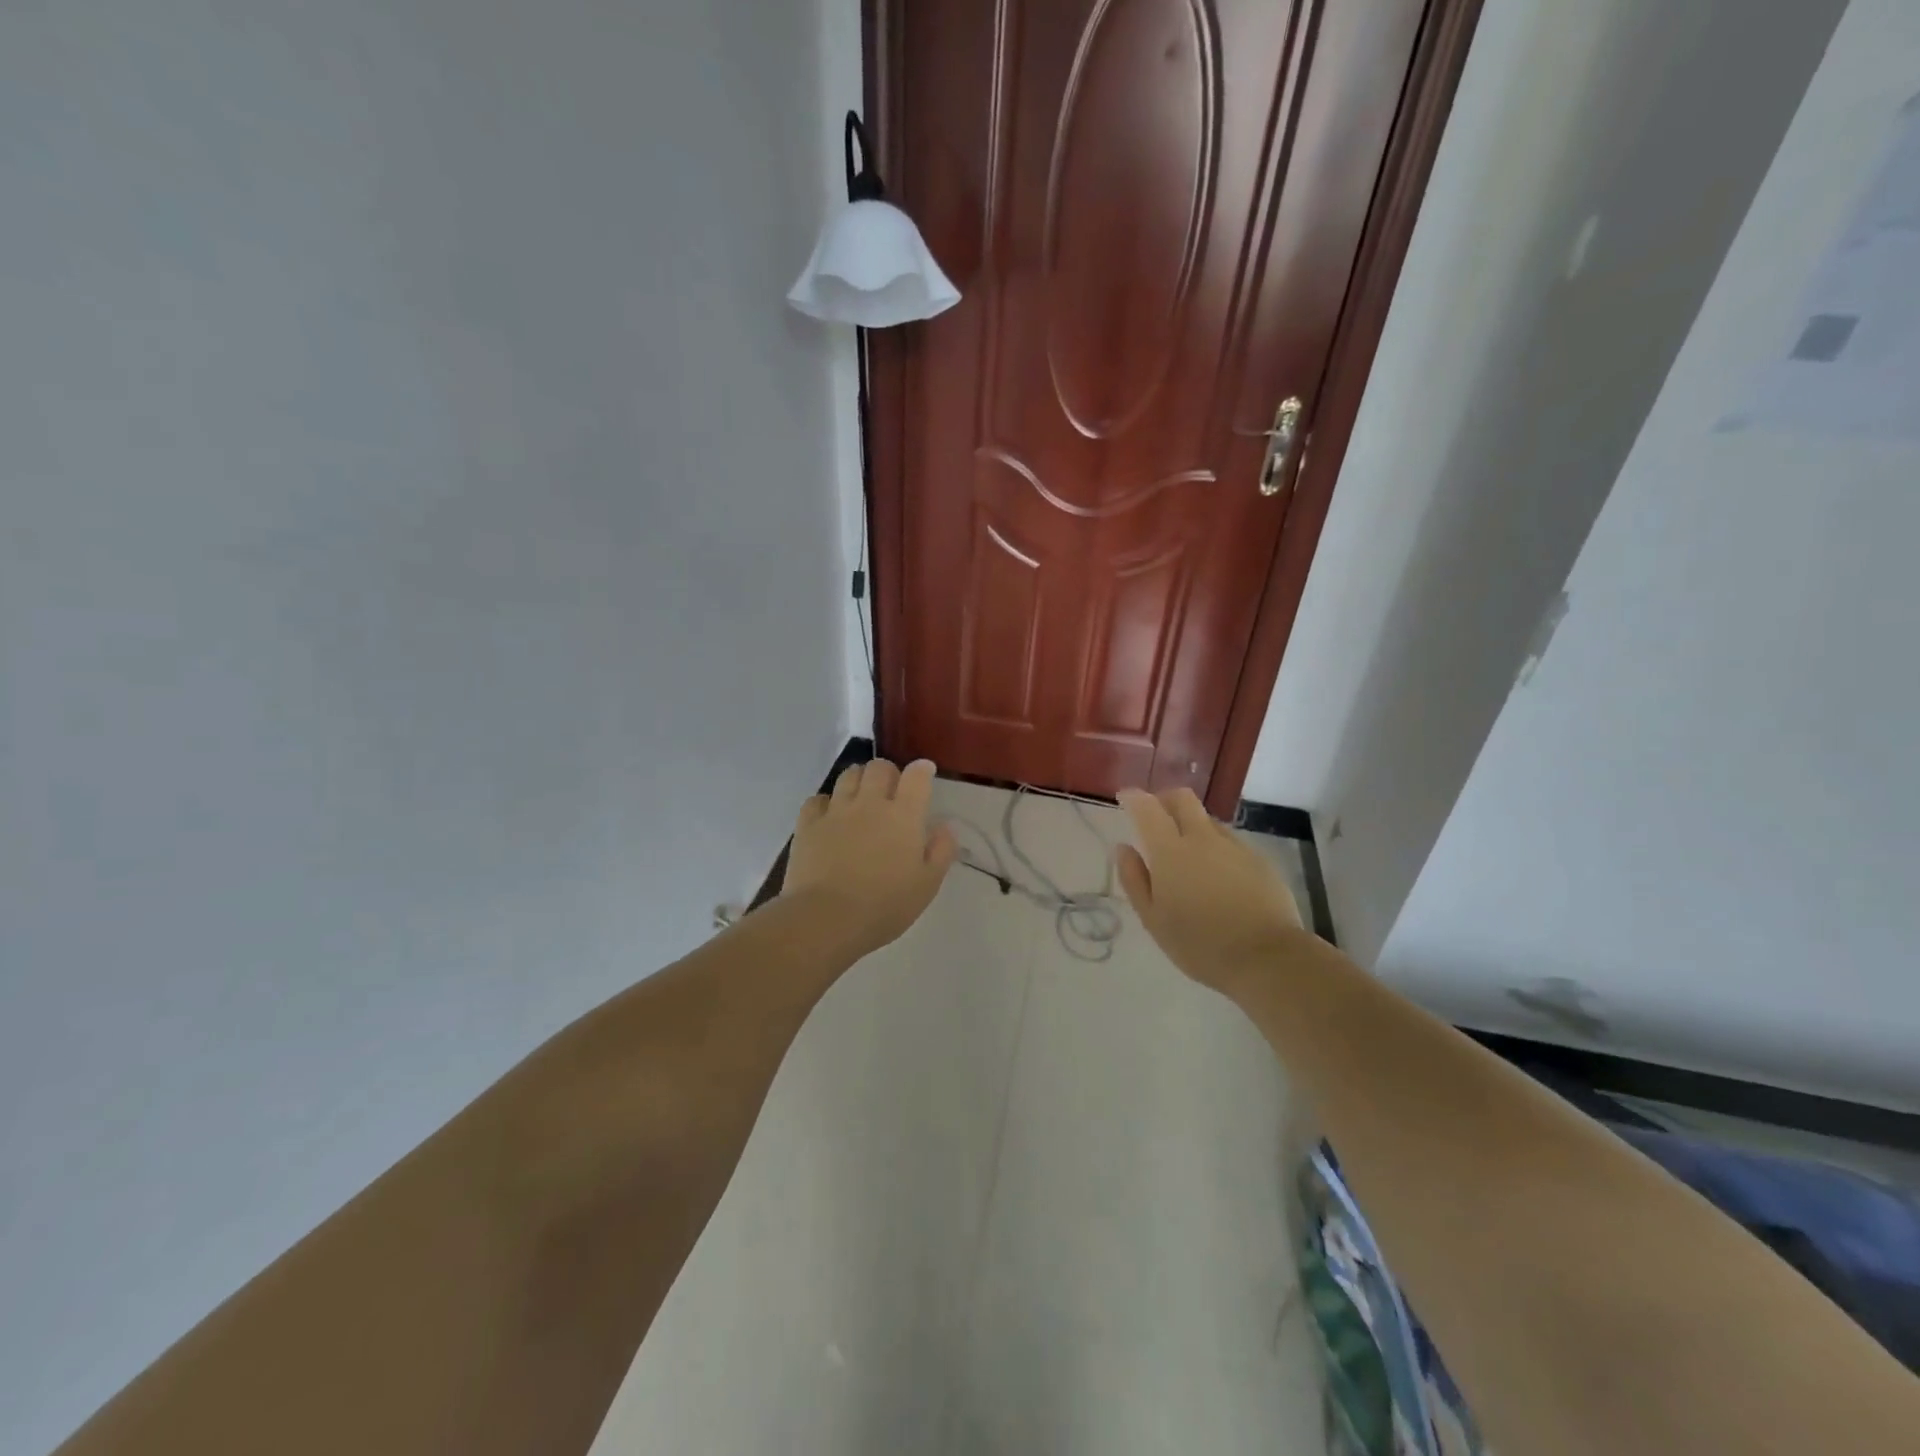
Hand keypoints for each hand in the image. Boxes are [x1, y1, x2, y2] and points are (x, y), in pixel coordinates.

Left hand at [781, 758, 957, 958]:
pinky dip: (826, 802)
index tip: (924, 773)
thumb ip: (941, 851)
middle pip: (879, 767)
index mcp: (903, 816)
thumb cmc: (884, 906)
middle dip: (888, 772)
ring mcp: (836, 811)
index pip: (916, 776)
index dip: (922, 770)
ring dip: (858, 780)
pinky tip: (829, 817)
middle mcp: (870, 803)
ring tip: (861, 798)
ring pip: (848, 775)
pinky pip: (817, 799)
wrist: (827, 919)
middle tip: (891, 791)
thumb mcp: (927, 885)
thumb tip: (944, 826)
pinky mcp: (808, 824)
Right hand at [1114, 787, 1302, 990]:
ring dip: (1191, 826)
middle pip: (1183, 798)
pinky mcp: (1259, 860)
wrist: (1268, 958)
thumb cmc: (1200, 944)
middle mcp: (1203, 838)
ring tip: (1187, 855)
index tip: (1124, 798)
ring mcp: (1235, 847)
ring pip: (1207, 820)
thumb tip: (1124, 849)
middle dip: (1165, 799)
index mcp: (1170, 851)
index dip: (1133, 798)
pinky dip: (1215, 848)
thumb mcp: (1153, 920)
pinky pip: (1230, 842)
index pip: (1148, 808)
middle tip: (1155, 816)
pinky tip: (1217, 876)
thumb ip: (1134, 880)